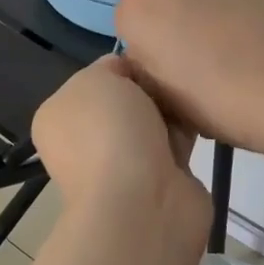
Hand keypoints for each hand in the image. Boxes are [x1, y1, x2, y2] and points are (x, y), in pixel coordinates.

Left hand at [31, 57, 210, 245]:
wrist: (141, 202)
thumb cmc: (108, 131)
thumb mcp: (96, 79)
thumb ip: (109, 67)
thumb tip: (129, 75)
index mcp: (60, 116)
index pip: (96, 78)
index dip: (124, 66)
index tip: (148, 61)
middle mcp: (86, 141)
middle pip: (128, 98)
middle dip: (151, 87)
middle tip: (174, 77)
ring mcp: (122, 163)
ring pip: (154, 120)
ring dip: (172, 110)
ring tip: (193, 94)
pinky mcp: (159, 180)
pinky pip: (176, 142)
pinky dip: (188, 132)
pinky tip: (204, 116)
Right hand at [113, 0, 263, 158]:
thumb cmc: (222, 104)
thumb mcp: (166, 103)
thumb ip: (149, 72)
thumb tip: (159, 60)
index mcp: (139, 8)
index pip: (134, 25)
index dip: (155, 52)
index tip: (179, 76)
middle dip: (185, 21)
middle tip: (215, 60)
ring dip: (219, 6)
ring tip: (250, 44)